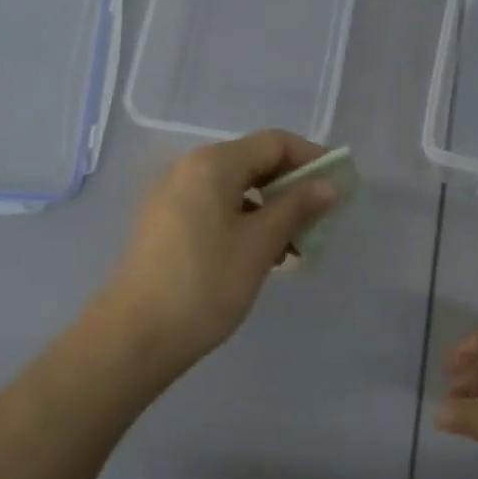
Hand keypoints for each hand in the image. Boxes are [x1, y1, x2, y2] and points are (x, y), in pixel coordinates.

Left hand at [101, 130, 338, 365]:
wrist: (136, 335)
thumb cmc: (205, 284)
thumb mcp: (259, 245)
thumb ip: (296, 208)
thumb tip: (328, 186)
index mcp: (211, 164)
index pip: (273, 143)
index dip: (312, 159)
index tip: (340, 187)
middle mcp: (188, 169)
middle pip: (252, 162)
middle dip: (291, 187)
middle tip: (321, 220)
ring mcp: (172, 197)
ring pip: (234, 189)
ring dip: (269, 209)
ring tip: (294, 247)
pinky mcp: (165, 224)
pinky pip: (214, 208)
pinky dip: (244, 222)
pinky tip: (261, 255)